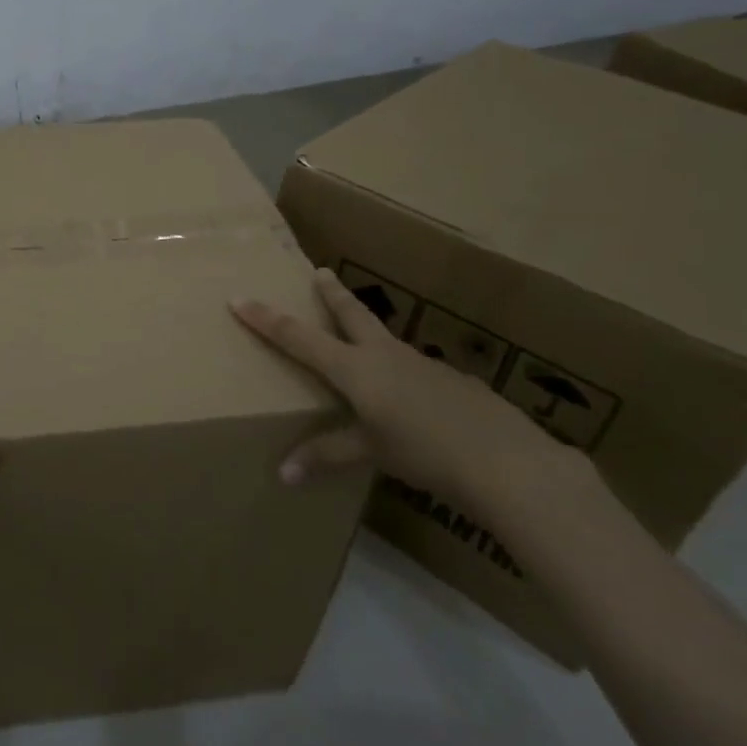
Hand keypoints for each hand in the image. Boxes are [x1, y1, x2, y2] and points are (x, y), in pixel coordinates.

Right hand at [230, 267, 574, 506]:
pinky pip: (416, 369)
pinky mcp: (452, 380)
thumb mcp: (371, 453)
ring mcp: (423, 363)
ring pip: (385, 339)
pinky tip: (415, 400)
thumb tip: (283, 475)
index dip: (266, 319)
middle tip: (320, 270)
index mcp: (356, 369)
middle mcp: (385, 355)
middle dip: (331, 293)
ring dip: (368, 332)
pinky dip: (404, 374)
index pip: (299, 338)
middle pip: (351, 315)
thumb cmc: (424, 452)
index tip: (240, 297)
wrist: (506, 460)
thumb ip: (327, 456)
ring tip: (364, 344)